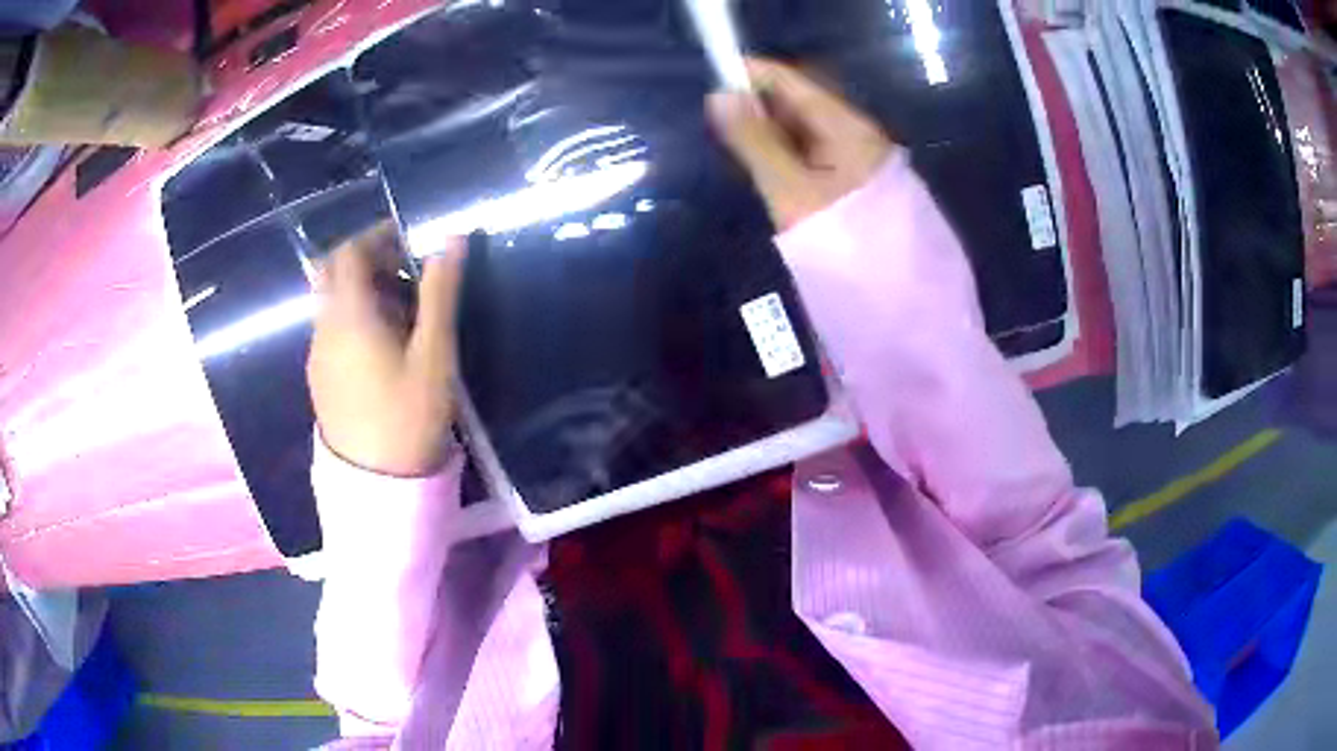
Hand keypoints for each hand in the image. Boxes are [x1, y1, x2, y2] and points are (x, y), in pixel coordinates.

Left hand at [307, 222, 465, 476]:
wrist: (377, 484)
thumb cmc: (409, 415)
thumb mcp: (434, 353)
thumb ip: (440, 292)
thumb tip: (452, 238)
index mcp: (348, 314)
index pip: (350, 252)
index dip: (377, 236)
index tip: (409, 239)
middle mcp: (324, 327)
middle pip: (334, 273)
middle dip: (368, 261)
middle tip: (405, 272)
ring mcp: (317, 354)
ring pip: (332, 301)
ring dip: (362, 291)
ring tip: (404, 312)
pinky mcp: (320, 377)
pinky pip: (331, 329)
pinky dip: (354, 317)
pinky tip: (384, 345)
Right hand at [707, 58, 895, 230]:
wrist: (894, 300)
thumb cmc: (840, 240)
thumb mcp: (790, 189)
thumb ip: (756, 142)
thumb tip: (720, 97)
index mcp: (847, 129)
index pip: (796, 83)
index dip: (756, 74)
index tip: (717, 75)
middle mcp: (857, 135)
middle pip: (803, 104)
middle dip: (762, 104)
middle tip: (722, 118)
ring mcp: (860, 160)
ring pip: (808, 130)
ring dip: (773, 131)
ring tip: (739, 143)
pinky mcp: (857, 184)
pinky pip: (817, 154)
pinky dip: (790, 153)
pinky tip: (770, 167)